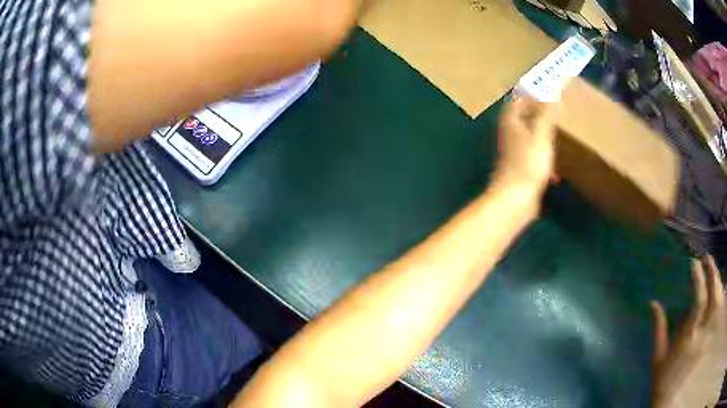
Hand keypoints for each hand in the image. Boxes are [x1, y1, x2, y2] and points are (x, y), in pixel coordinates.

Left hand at [493, 97, 557, 191]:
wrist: (515, 199)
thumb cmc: (528, 164)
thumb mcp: (541, 135)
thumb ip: (545, 114)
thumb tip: (550, 93)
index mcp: (512, 122)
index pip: (516, 100)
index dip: (528, 94)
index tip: (543, 90)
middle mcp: (510, 135)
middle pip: (522, 118)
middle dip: (537, 113)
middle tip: (554, 110)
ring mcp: (515, 153)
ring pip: (529, 138)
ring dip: (542, 135)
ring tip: (557, 134)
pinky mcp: (520, 170)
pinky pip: (534, 158)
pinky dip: (544, 159)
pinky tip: (556, 172)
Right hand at [650, 256, 725, 407]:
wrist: (671, 402)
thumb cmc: (664, 382)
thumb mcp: (658, 360)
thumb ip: (659, 330)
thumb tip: (653, 303)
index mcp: (689, 335)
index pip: (699, 299)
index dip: (698, 279)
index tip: (695, 263)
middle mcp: (703, 331)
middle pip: (712, 296)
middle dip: (712, 274)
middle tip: (708, 257)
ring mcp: (708, 334)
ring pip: (718, 302)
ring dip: (718, 284)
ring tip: (715, 272)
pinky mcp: (710, 338)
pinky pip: (718, 314)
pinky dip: (721, 299)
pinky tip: (720, 291)